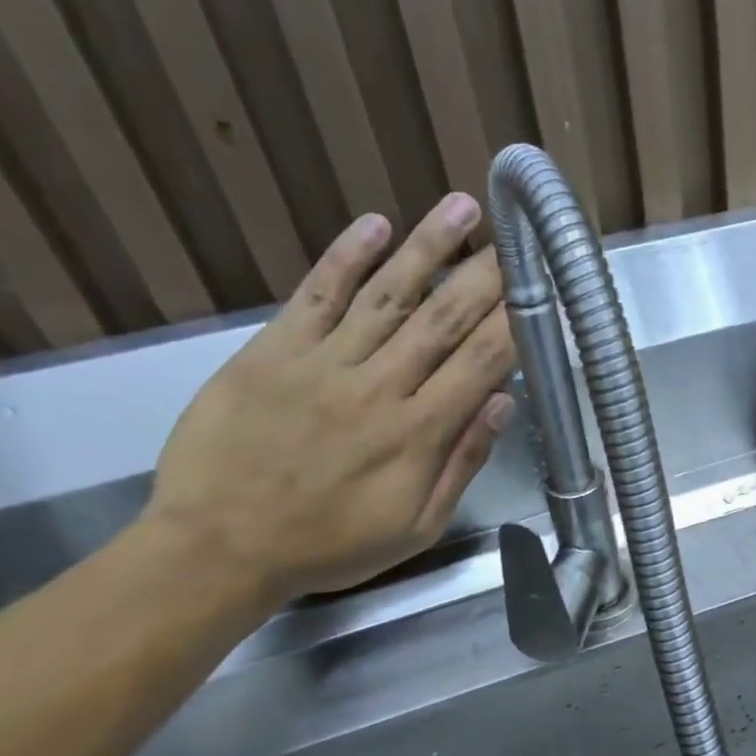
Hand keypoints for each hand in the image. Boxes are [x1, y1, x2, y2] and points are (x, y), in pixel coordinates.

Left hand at [146, 195, 515, 600]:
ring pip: (387, 295)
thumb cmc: (329, 545)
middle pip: (442, 319)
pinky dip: (346, 257)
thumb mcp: (416, 527)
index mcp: (417, 434)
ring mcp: (322, 363)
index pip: (479, 363)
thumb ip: (462, 463)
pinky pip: (315, 295)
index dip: (513, 321)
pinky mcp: (272, 352)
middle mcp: (378, 387)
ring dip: (427, 247)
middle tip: (515, 235)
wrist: (218, 547)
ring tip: (462, 207)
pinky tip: (375, 224)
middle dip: (484, 275)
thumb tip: (502, 402)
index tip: (537, 287)